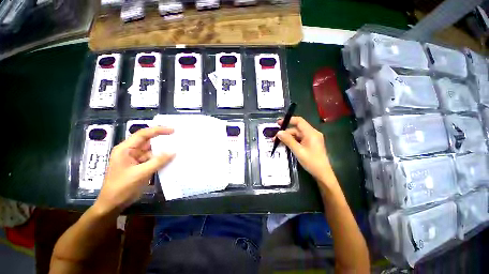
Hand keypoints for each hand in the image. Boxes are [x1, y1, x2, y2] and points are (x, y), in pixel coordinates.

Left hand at [94, 127, 175, 213]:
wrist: (112, 205)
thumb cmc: (122, 187)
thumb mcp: (141, 173)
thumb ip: (158, 161)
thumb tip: (174, 152)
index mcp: (125, 149)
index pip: (143, 134)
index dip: (158, 130)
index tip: (172, 130)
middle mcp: (130, 151)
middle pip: (148, 141)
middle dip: (162, 140)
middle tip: (177, 138)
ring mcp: (135, 159)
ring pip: (152, 151)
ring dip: (163, 150)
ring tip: (177, 148)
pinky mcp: (140, 166)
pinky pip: (152, 159)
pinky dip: (161, 159)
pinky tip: (170, 159)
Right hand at [276, 117, 334, 186]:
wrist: (322, 174)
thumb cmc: (311, 162)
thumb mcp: (298, 151)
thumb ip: (288, 140)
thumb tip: (279, 132)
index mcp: (311, 133)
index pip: (299, 121)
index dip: (288, 120)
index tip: (278, 124)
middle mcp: (312, 133)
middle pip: (296, 129)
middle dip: (285, 132)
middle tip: (275, 138)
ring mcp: (312, 139)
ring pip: (297, 135)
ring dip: (288, 138)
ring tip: (278, 143)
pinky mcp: (311, 143)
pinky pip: (300, 139)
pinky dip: (292, 141)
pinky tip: (286, 145)